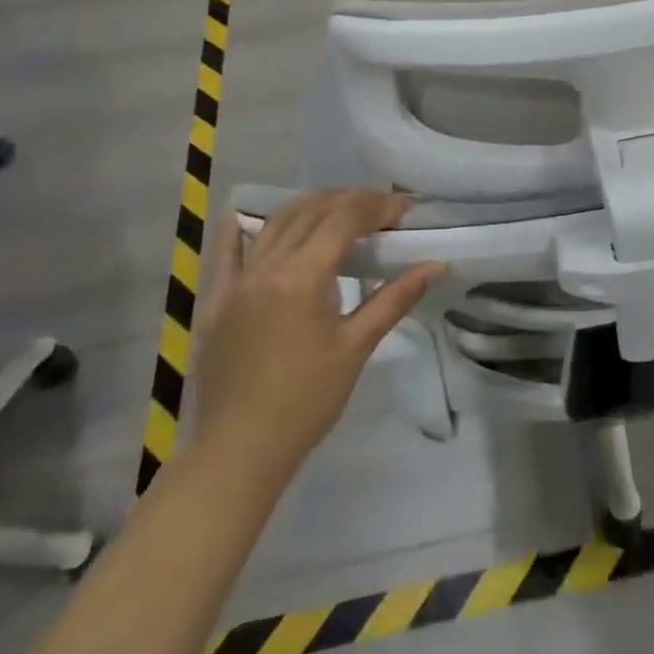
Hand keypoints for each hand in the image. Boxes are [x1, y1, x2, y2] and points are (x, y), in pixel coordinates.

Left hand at [190, 190, 443, 478]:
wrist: (239, 453)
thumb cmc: (305, 402)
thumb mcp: (356, 348)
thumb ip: (395, 298)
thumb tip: (437, 265)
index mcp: (300, 277)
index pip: (344, 220)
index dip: (377, 206)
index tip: (404, 207)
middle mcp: (265, 267)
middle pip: (311, 211)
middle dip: (350, 200)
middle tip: (382, 206)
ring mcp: (236, 282)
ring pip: (275, 222)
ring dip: (311, 205)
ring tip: (340, 207)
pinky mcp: (216, 300)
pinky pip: (228, 250)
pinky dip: (246, 227)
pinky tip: (253, 215)